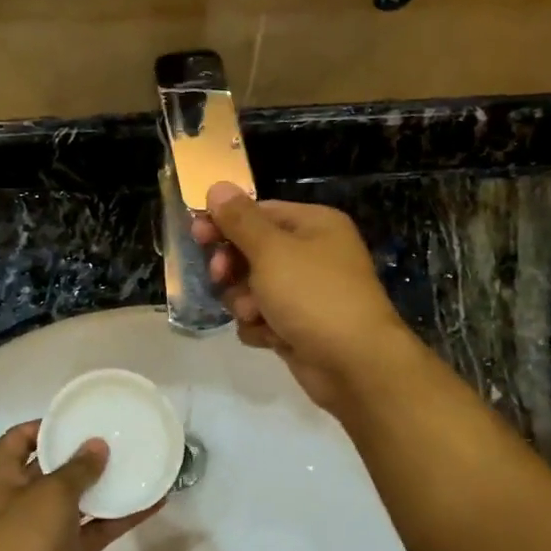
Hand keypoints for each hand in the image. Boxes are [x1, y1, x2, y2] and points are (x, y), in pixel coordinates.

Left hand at [0, 421, 159, 550]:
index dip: (46, 426)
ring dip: (105, 485)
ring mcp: (43, 529)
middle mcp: (19, 499)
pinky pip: (95, 528)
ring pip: (78, 499)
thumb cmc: (21, 541)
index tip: (81, 417)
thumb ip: (77, 468)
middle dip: (82, 454)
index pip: (19, 439)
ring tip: (139, 462)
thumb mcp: (49, 494)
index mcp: (0, 478)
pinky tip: (153, 502)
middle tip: (118, 436)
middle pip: (51, 467)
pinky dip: (120, 517)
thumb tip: (97, 445)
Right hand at [190, 182, 413, 410]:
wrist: (354, 364)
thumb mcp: (271, 251)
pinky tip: (271, 337)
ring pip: (252, 289)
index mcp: (313, 225)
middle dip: (234, 268)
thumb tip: (217, 185)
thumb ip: (240, 220)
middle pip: (252, 251)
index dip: (225, 223)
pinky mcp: (298, 326)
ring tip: (256, 314)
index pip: (259, 212)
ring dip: (245, 302)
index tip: (197, 235)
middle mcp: (311, 254)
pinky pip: (262, 318)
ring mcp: (305, 293)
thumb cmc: (313, 296)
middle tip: (220, 277)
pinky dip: (261, 327)